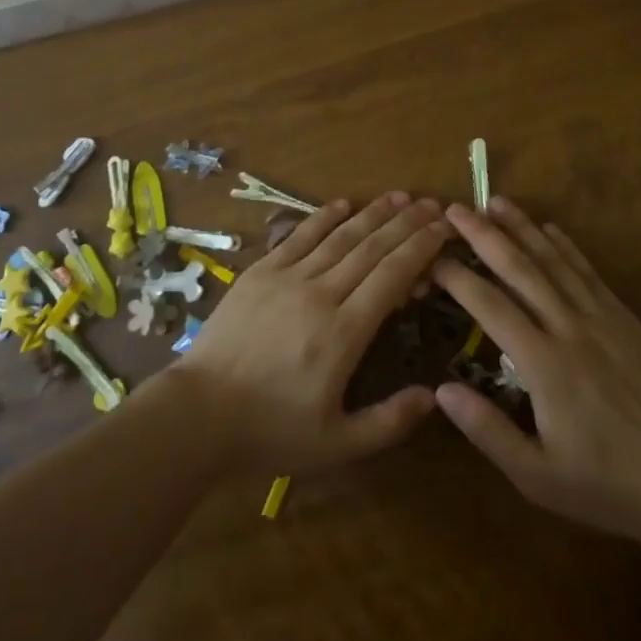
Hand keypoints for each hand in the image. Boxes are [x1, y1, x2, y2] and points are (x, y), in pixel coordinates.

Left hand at [170, 192, 450, 476]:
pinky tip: (343, 203)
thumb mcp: (336, 444)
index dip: (420, 248)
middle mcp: (321, 293)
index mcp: (344, 333)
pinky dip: (324, 217)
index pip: (392, 276)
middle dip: (406, 224)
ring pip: (339, 236)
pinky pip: (299, 236)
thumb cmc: (270, 431)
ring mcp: (287, 277)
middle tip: (432, 204)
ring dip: (372, 213)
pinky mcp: (260, 272)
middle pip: (371, 248)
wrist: (198, 414)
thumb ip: (388, 421)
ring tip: (399, 196)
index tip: (443, 228)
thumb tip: (433, 397)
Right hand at [433, 199, 640, 553]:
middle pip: (520, 270)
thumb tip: (442, 389)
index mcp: (544, 364)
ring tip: (496, 201)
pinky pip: (589, 272)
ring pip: (555, 261)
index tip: (431, 257)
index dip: (458, 278)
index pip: (490, 306)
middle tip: (456, 209)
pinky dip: (566, 246)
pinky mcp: (623, 319)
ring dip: (523, 228)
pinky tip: (550, 229)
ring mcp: (601, 318)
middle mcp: (569, 329)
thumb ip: (487, 430)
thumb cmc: (602, 482)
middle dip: (484, 236)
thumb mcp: (536, 476)